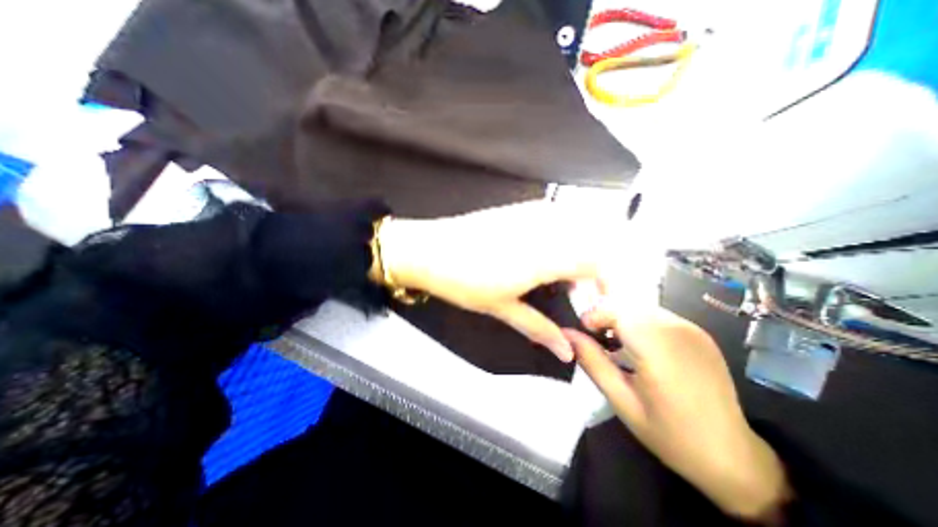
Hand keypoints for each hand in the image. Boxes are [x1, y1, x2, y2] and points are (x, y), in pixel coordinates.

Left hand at [376, 201, 611, 362]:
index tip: (598, 307)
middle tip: (581, 297)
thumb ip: (539, 328)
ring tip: (565, 279)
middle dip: (599, 272)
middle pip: (597, 242)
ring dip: (583, 254)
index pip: (601, 262)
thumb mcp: (502, 307)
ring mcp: (534, 213)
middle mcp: (546, 228)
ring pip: (581, 228)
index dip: (609, 286)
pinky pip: (561, 218)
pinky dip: (567, 237)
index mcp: (545, 255)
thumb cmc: (462, 280)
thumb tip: (566, 352)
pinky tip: (549, 254)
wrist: (428, 249)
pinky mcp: (522, 208)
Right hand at [563, 308, 790, 523]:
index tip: (583, 333)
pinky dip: (639, 323)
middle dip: (605, 317)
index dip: (594, 316)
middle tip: (596, 341)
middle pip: (627, 305)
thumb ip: (592, 361)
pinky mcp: (698, 332)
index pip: (616, 309)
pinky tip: (639, 347)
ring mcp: (692, 328)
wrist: (733, 457)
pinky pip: (657, 315)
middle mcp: (677, 330)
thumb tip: (566, 334)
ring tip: (615, 345)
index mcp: (658, 349)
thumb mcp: (621, 401)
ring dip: (621, 319)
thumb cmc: (670, 434)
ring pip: (641, 307)